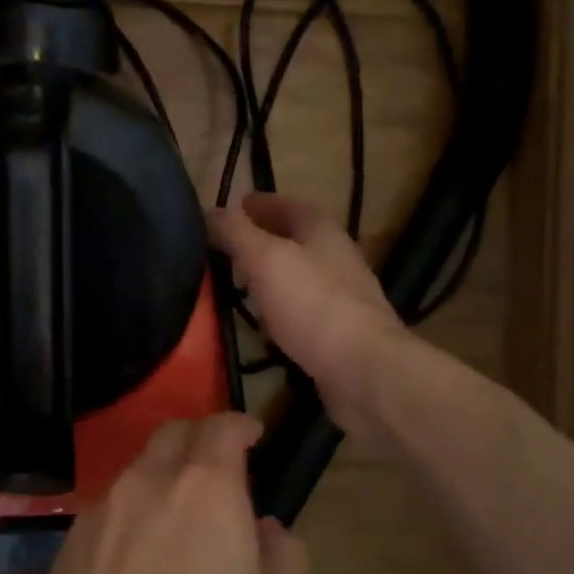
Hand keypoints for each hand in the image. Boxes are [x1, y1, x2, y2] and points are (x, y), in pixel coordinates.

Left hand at [0, 413, 311, 573]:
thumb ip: (287, 563)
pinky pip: (106, 516)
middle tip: (223, 475)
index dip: (240, 424)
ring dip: (163, 483)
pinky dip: (131, 520)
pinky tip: (138, 571)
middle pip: (171, 436)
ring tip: (182, 530)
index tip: (254, 436)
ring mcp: (94, 519)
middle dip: (200, 442)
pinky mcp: (61, 556)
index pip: (219, 427)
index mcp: (202, 492)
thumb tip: (266, 530)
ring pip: (135, 475)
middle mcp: (142, 487)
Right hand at [208, 193, 408, 442]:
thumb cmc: (312, 304)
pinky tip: (262, 325)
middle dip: (263, 240)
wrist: (363, 369)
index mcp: (322, 231)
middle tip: (226, 249)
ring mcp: (342, 298)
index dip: (260, 204)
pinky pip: (302, 312)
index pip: (288, 205)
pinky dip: (280, 310)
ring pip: (298, 277)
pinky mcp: (340, 334)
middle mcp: (337, 258)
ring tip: (238, 285)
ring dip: (271, 276)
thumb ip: (236, 233)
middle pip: (296, 240)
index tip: (232, 208)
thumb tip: (209, 211)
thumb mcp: (265, 259)